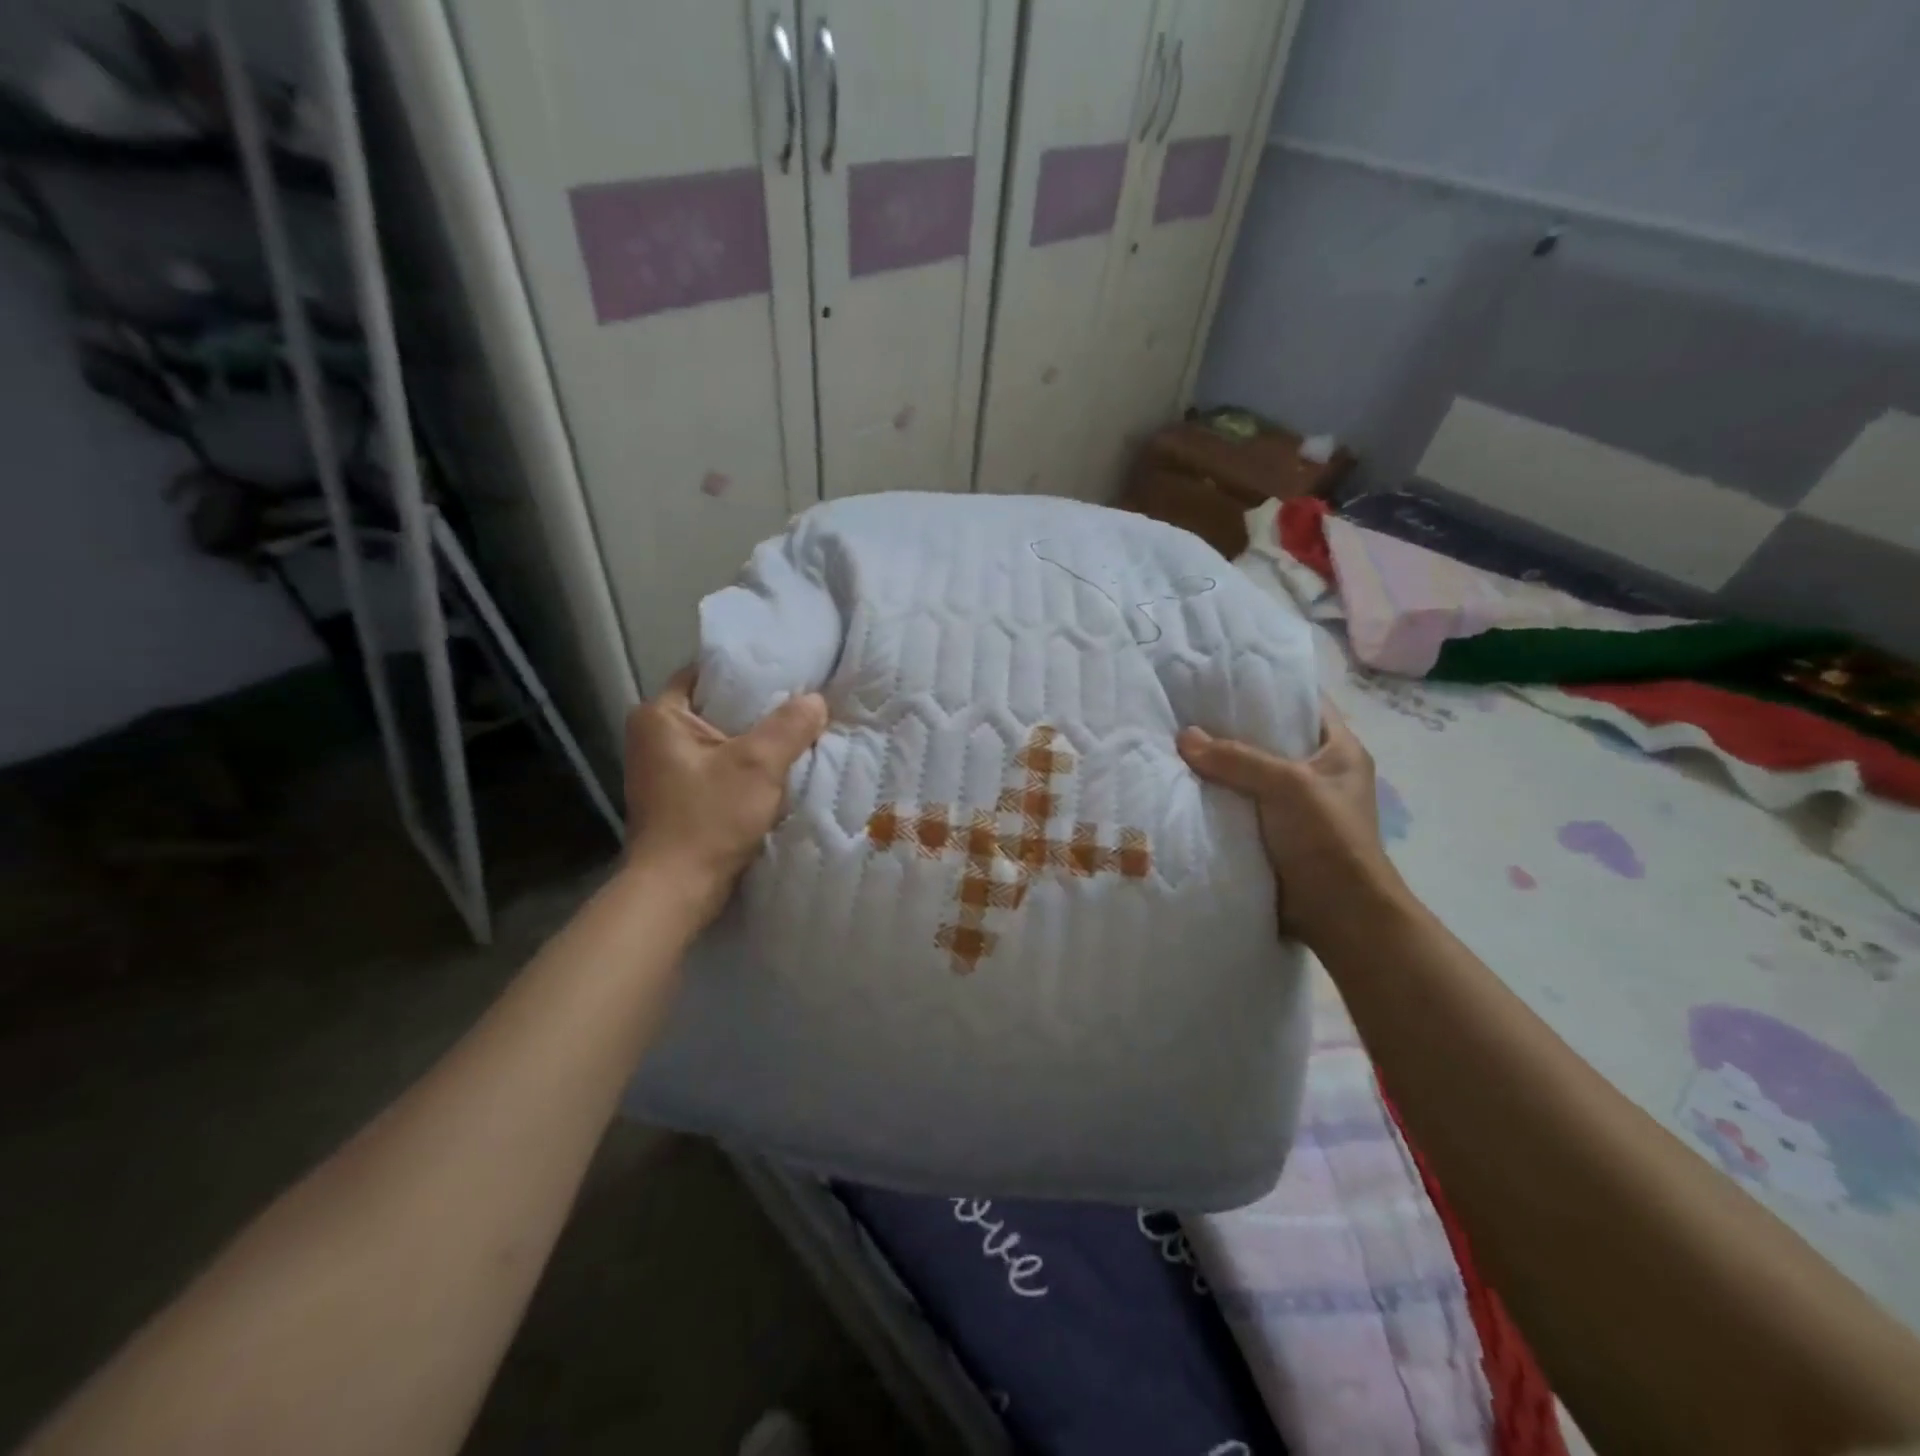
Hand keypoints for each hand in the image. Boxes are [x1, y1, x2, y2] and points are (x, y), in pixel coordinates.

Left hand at [621, 668, 828, 922]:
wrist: (676, 891)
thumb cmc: (708, 819)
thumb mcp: (757, 765)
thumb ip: (789, 726)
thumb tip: (816, 699)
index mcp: (659, 716)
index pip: (707, 673)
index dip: (748, 672)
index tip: (789, 674)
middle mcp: (654, 737)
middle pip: (717, 708)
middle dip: (759, 710)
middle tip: (802, 705)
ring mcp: (663, 770)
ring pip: (721, 741)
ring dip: (755, 742)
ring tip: (798, 734)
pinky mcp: (678, 797)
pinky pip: (719, 768)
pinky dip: (746, 768)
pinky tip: (778, 772)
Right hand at [1177, 699, 1408, 949]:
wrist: (1339, 915)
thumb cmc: (1328, 840)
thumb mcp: (1289, 786)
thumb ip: (1238, 759)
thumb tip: (1184, 737)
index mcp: (1338, 750)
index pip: (1303, 702)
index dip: (1268, 684)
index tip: (1223, 673)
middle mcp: (1316, 772)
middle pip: (1268, 736)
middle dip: (1229, 725)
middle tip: (1185, 705)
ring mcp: (1292, 805)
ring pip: (1247, 772)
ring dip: (1217, 763)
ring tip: (1173, 740)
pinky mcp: (1270, 832)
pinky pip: (1236, 803)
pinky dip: (1213, 795)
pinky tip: (1179, 783)